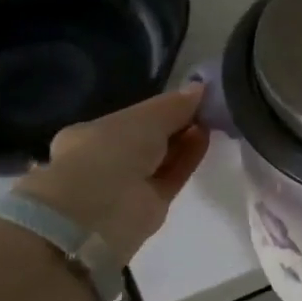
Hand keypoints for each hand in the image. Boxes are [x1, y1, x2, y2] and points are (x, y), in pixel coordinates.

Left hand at [13, 85, 209, 264]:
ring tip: (211, 119)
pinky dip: (189, 158)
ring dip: (184, 139)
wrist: (98, 213)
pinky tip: (205, 138)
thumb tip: (200, 87)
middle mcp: (107, 160)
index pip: (130, 118)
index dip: (158, 108)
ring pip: (162, 159)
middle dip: (174, 124)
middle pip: (148, 139)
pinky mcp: (150, 206)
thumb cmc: (109, 152)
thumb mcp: (143, 118)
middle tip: (205, 108)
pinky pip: (173, 176)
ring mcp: (128, 185)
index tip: (187, 97)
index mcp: (90, 135)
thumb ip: (173, 105)